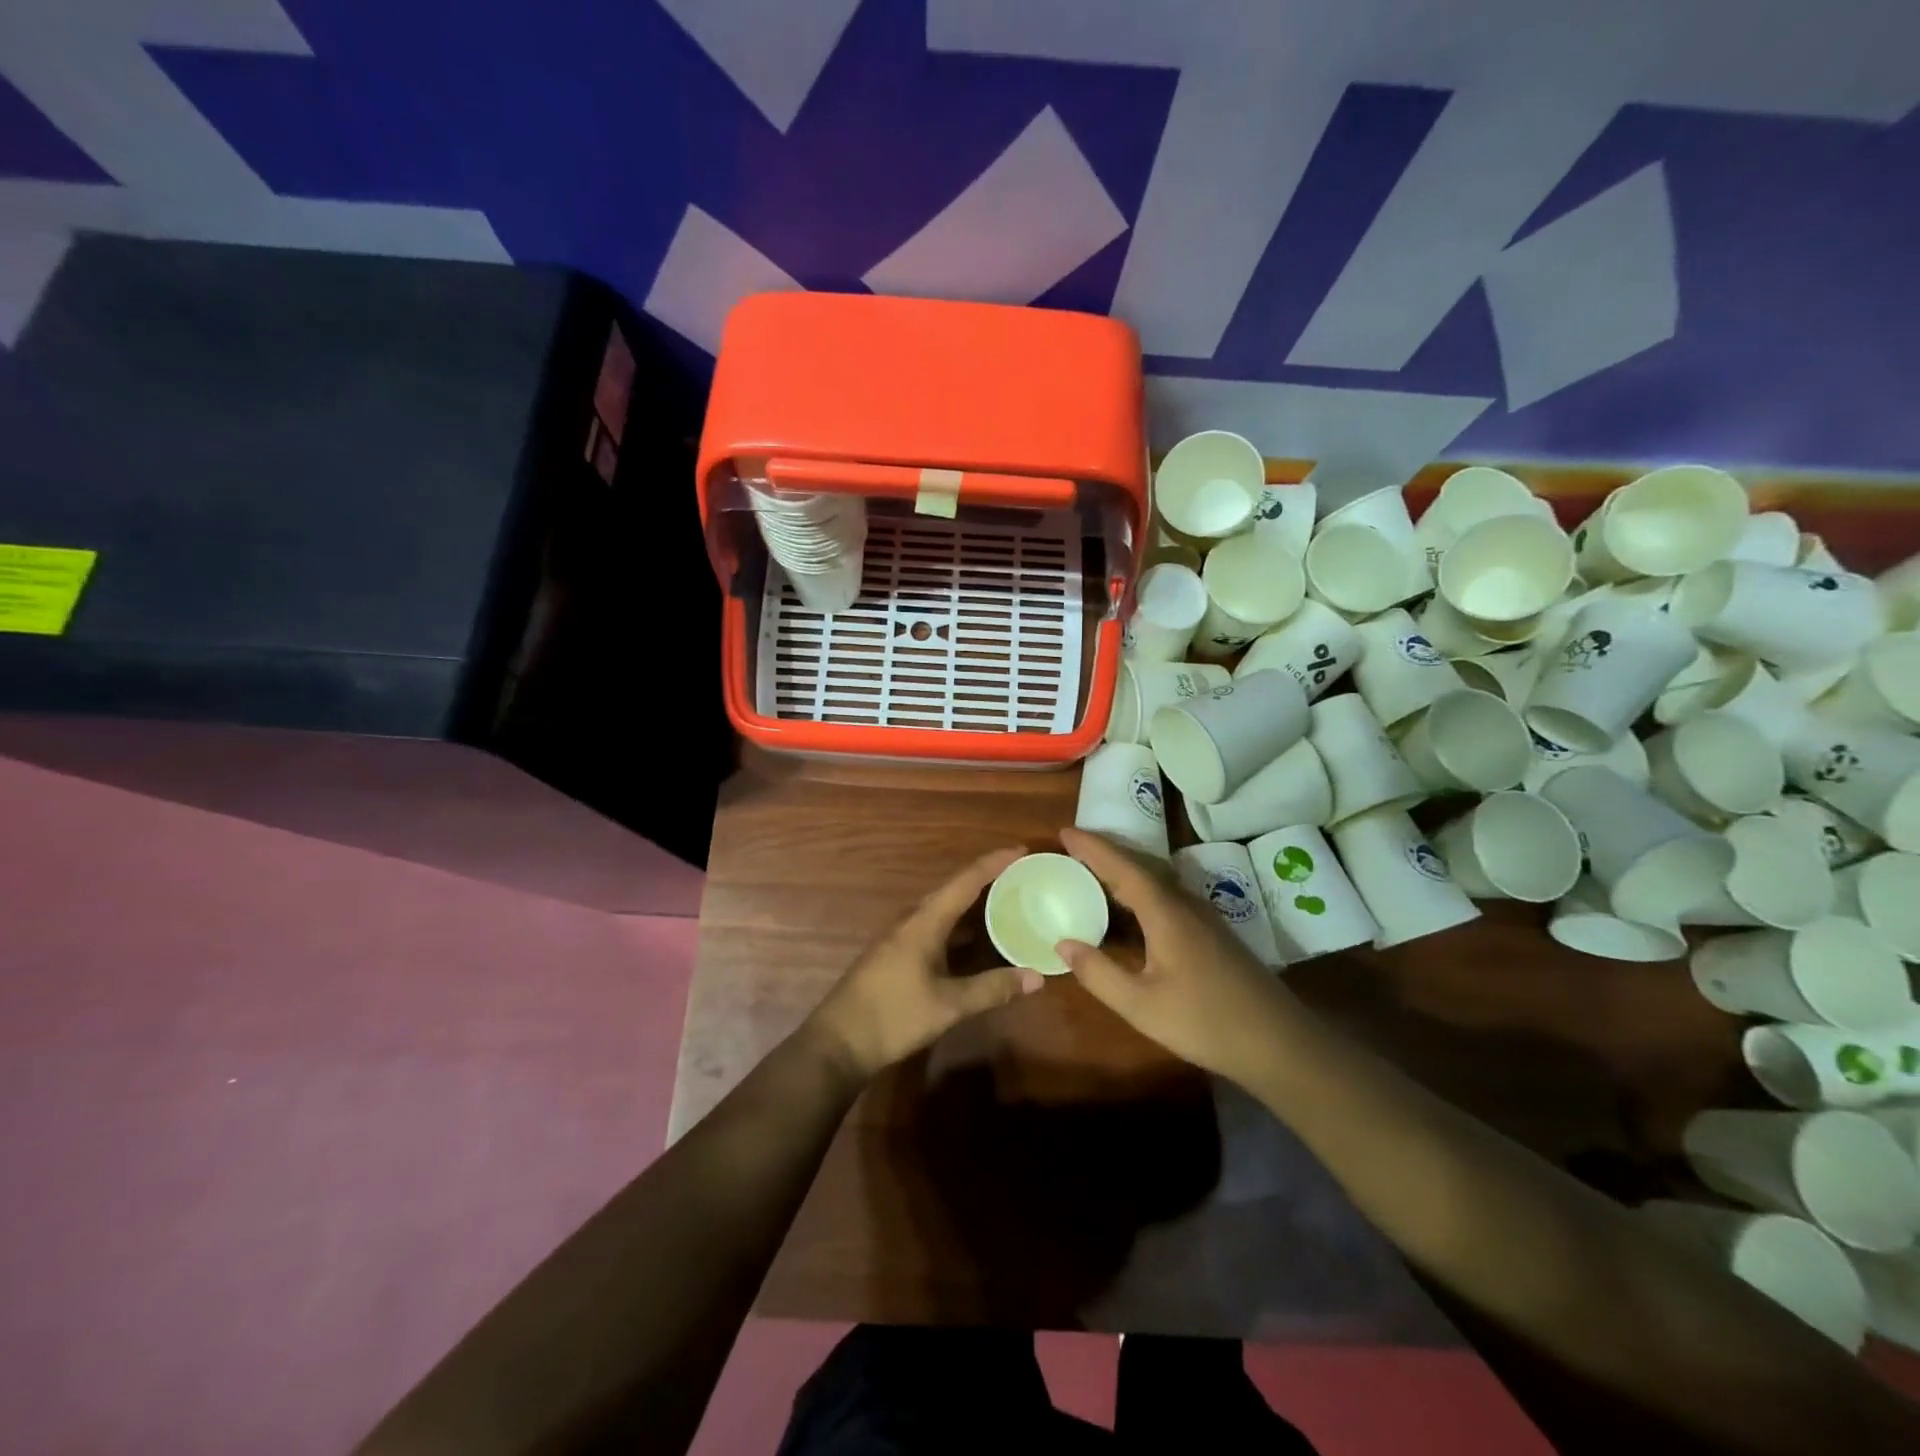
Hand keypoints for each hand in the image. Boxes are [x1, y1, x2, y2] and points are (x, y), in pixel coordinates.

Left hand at [808, 846, 1044, 1079]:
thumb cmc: (894, 1016)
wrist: (839, 1042)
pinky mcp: (897, 954)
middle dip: (986, 879)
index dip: (993, 863)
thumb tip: (1036, 977)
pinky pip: (935, 927)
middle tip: (1020, 876)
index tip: (1020, 850)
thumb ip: (992, 988)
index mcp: (924, 922)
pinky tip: (975, 939)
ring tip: (1005, 900)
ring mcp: (901, 937)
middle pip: (954, 889)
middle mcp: (912, 920)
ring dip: (972, 903)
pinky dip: (960, 925)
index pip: (965, 881)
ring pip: (943, 909)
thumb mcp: (949, 1005)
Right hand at [1056, 827, 1297, 1089]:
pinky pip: (1167, 894)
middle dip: (1105, 852)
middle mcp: (1185, 903)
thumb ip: (1099, 973)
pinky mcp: (1212, 932)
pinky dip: (1140, 888)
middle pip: (1141, 865)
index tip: (1063, 831)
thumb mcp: (1141, 1006)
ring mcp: (1203, 916)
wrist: (1279, 1043)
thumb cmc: (1206, 1022)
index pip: (1122, 867)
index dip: (1092, 847)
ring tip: (1092, 871)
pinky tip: (1131, 907)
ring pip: (1157, 879)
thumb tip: (1062, 944)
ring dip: (1124, 869)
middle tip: (1071, 848)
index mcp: (1166, 912)